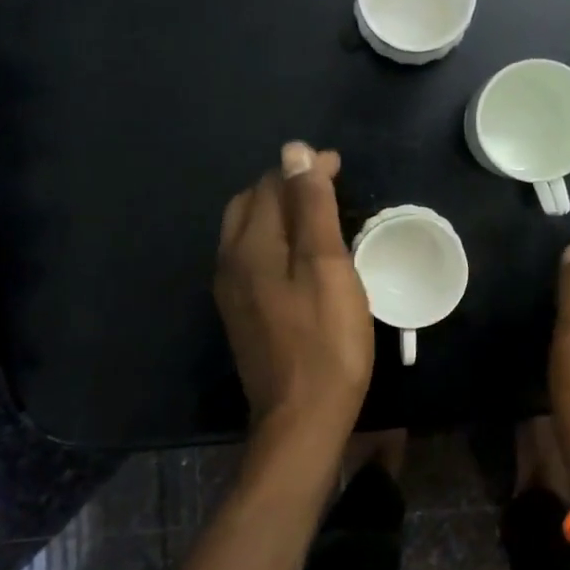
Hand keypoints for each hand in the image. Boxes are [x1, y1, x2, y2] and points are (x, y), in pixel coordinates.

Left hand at [215, 142, 374, 458]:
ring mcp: (232, 291)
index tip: (339, 165)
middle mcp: (230, 261)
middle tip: (327, 185)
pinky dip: (275, 239)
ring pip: (248, 231)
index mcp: (250, 245)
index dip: (304, 169)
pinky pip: (252, 257)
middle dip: (286, 185)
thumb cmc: (326, 339)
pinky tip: (300, 254)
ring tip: (317, 212)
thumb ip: (310, 206)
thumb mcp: (326, 265)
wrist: (302, 417)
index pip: (271, 185)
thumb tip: (294, 151)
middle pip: (251, 204)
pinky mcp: (242, 314)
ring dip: (279, 211)